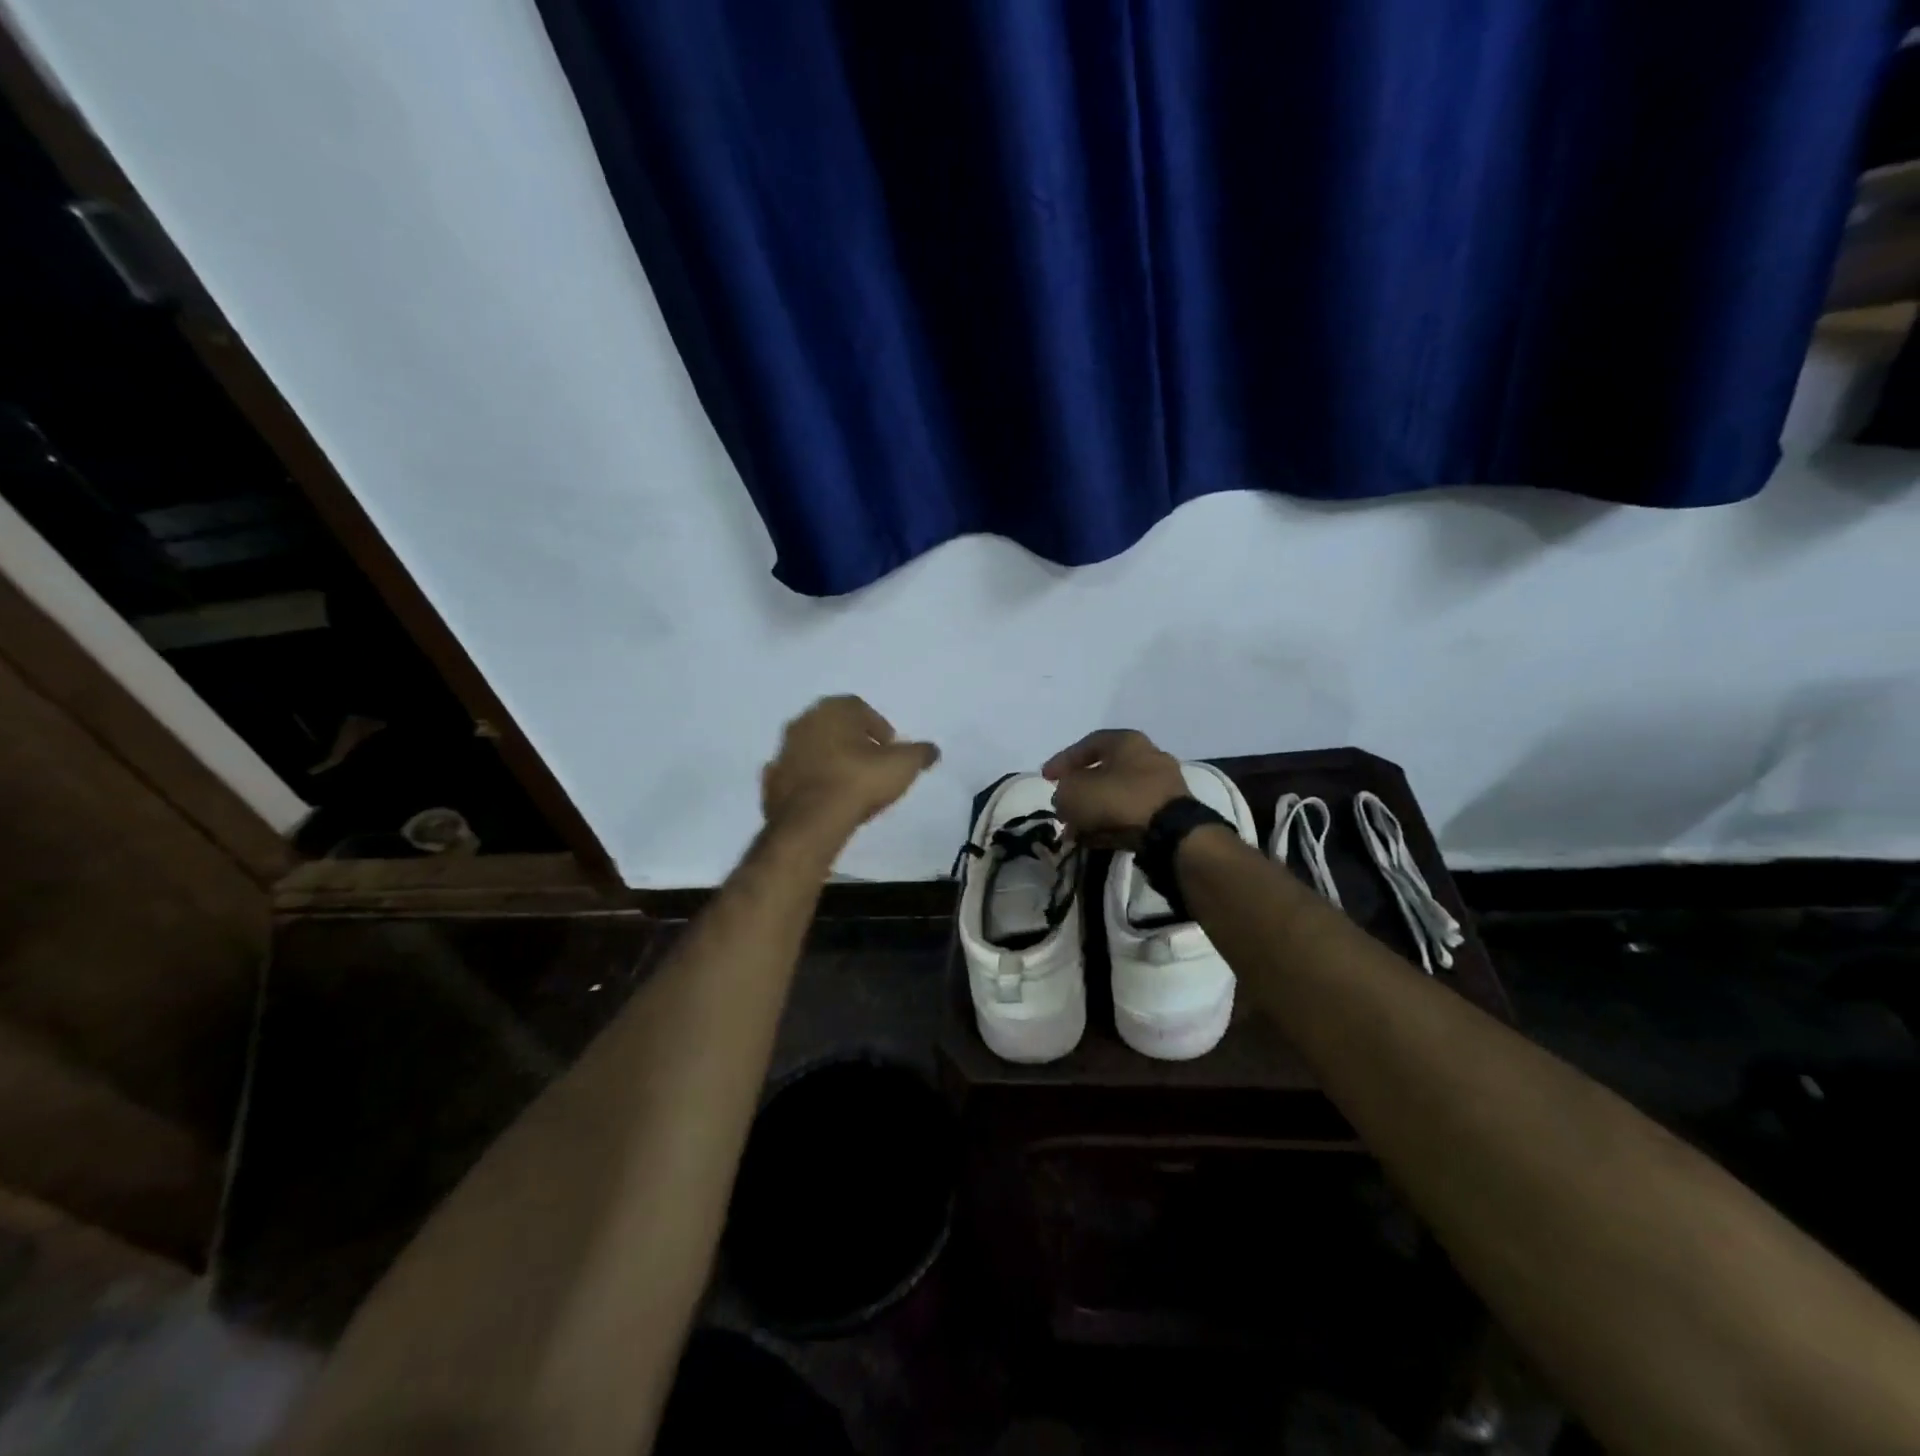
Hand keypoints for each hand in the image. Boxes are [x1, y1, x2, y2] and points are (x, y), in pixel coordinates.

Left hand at [762, 695, 939, 843]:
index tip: (890, 748)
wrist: (812, 821)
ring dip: (829, 760)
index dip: (878, 727)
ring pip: (812, 749)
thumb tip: (932, 750)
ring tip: (848, 784)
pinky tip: (823, 799)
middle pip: (833, 726)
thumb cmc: (859, 781)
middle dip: (851, 741)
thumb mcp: (903, 766)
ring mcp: (783, 751)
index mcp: (834, 709)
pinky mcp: (771, 780)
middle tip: (870, 763)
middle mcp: (804, 721)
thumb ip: (920, 753)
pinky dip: (808, 782)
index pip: (860, 709)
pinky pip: (795, 775)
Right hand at [1043, 729, 1186, 846]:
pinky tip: (1095, 839)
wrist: (1170, 833)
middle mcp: (1148, 756)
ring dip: (1093, 811)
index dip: (1063, 761)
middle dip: (1079, 791)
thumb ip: (1063, 792)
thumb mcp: (1075, 792)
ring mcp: (1162, 785)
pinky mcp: (1168, 812)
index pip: (1088, 744)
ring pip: (1116, 795)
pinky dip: (1111, 823)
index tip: (1046, 779)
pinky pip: (1131, 814)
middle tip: (1062, 807)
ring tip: (1075, 830)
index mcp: (1127, 741)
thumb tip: (1065, 800)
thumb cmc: (1118, 799)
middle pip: (1103, 772)